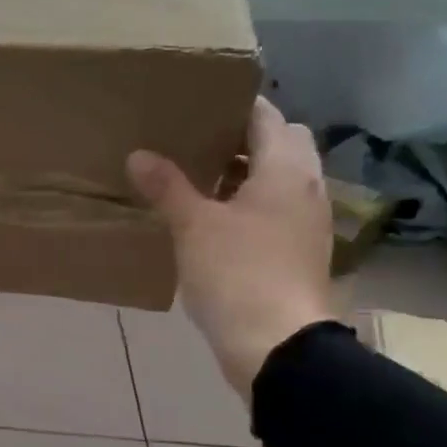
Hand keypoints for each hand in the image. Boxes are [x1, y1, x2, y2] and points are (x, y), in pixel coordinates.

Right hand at [128, 97, 334, 396]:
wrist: (278, 345)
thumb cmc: (238, 273)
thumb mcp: (193, 226)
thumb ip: (167, 186)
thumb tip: (138, 155)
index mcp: (286, 171)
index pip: (268, 117)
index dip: (237, 104)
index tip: (201, 101)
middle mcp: (306, 189)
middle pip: (283, 144)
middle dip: (245, 138)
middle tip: (198, 141)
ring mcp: (307, 224)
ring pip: (280, 180)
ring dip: (247, 173)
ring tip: (199, 178)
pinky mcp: (299, 253)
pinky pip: (276, 211)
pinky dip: (250, 204)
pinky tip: (214, 220)